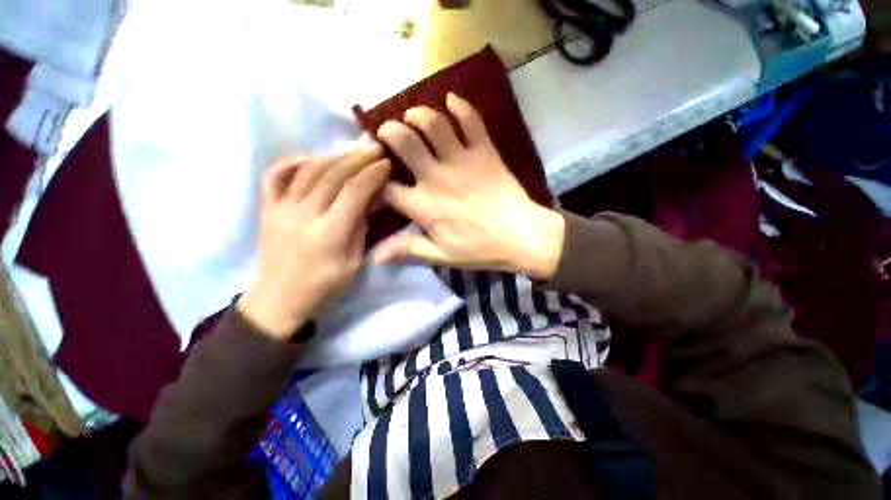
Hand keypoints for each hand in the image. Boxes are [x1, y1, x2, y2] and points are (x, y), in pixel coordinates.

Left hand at [238, 146, 389, 339]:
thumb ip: (362, 229)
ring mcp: (280, 209)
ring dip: (333, 156)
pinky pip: (275, 175)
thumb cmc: (324, 287)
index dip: (373, 174)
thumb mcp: (354, 263)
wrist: (279, 301)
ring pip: (307, 170)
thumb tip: (372, 200)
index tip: (387, 163)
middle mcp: (303, 216)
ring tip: (351, 152)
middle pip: (332, 175)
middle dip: (357, 158)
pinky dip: (293, 161)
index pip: (354, 192)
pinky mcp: (267, 209)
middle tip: (374, 148)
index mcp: (329, 234)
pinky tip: (311, 159)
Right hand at [370, 93, 564, 279]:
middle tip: (388, 133)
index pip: (386, 188)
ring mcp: (462, 160)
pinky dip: (460, 105)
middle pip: (403, 141)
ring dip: (418, 114)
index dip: (375, 183)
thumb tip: (375, 256)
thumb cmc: (479, 249)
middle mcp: (436, 176)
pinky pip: (471, 120)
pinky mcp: (484, 151)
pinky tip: (451, 99)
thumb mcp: (441, 256)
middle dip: (388, 131)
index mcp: (424, 205)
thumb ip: (408, 250)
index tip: (375, 181)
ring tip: (413, 116)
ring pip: (433, 123)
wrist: (521, 236)